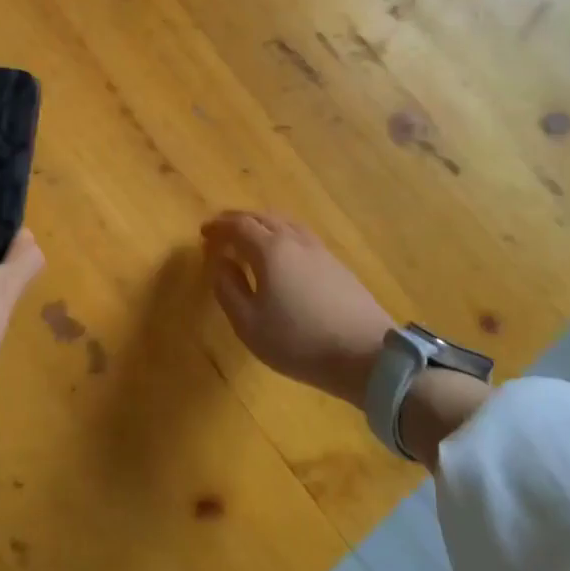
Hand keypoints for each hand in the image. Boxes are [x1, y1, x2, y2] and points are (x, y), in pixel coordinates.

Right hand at [200, 211, 393, 406]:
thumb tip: (218, 262)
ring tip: (249, 238)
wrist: (366, 354)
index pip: (239, 225)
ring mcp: (319, 250)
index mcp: (270, 249)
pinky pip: (300, 235)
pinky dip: (281, 234)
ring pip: (284, 223)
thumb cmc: (299, 341)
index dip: (218, 226)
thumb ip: (228, 288)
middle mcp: (294, 240)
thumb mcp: (249, 324)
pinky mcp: (336, 264)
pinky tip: (281, 253)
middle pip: (262, 217)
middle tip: (221, 231)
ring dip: (261, 224)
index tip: (203, 233)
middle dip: (238, 220)